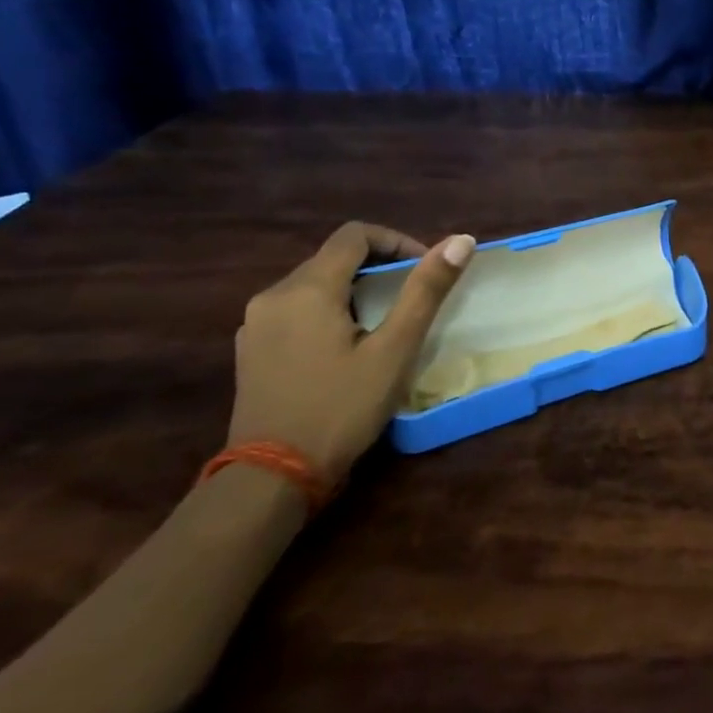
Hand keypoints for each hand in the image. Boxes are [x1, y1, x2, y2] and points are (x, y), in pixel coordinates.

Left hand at [229, 223, 474, 483]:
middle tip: (413, 299)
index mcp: (307, 288)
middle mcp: (273, 295)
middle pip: (333, 258)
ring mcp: (254, 324)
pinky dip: (327, 312)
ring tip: (385, 325)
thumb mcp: (395, 349)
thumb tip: (461, 240)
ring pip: (313, 285)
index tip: (425, 270)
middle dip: (378, 268)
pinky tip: (346, 348)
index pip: (355, 235)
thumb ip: (426, 290)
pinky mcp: (250, 350)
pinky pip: (295, 311)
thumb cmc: (341, 408)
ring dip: (353, 290)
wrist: (273, 477)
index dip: (397, 242)